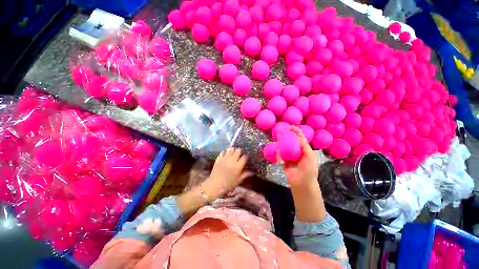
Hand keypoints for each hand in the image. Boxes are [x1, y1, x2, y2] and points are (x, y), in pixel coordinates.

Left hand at [202, 147, 251, 199]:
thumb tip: (251, 171)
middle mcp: (232, 160)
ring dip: (232, 150)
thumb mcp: (238, 180)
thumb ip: (245, 174)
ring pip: (230, 149)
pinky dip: (225, 153)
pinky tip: (225, 156)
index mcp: (238, 166)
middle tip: (239, 155)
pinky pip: (222, 152)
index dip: (245, 157)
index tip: (245, 159)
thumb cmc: (228, 184)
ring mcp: (225, 158)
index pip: (244, 157)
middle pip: (238, 150)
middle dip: (239, 152)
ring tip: (232, 153)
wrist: (215, 185)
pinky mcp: (219, 158)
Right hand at [279, 126, 318, 187]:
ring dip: (280, 143)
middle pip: (291, 142)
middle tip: (281, 131)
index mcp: (304, 150)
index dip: (296, 132)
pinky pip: (280, 156)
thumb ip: (305, 147)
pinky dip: (278, 154)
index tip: (291, 126)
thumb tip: (298, 137)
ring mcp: (290, 157)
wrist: (303, 183)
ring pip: (284, 148)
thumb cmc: (309, 169)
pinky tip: (277, 151)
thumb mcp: (310, 156)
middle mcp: (297, 152)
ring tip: (277, 138)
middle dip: (286, 136)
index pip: (300, 138)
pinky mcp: (284, 163)